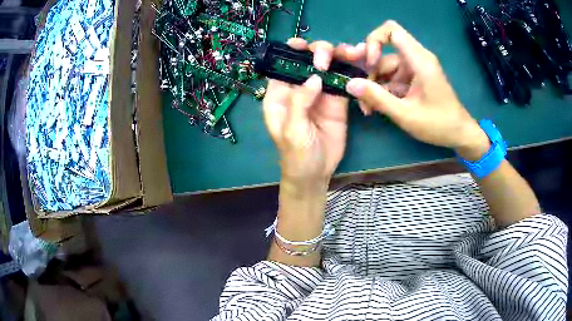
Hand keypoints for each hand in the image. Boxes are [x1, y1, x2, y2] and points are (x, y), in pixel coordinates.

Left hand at [263, 39, 348, 184]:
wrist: (316, 173)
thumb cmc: (296, 154)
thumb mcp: (292, 130)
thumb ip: (299, 102)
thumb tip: (313, 76)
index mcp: (280, 93)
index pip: (283, 64)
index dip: (291, 51)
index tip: (300, 45)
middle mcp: (300, 87)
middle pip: (308, 60)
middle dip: (319, 52)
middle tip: (326, 59)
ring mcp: (321, 92)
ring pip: (329, 65)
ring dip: (339, 55)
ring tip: (352, 52)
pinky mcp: (338, 100)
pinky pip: (344, 80)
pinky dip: (352, 70)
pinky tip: (361, 60)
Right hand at [341, 21, 489, 160]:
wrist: (459, 134)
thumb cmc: (438, 124)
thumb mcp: (405, 114)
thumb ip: (377, 98)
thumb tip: (350, 84)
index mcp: (419, 60)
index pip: (391, 30)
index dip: (374, 40)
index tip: (370, 63)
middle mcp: (416, 58)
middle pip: (384, 53)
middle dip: (371, 73)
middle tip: (363, 96)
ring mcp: (415, 68)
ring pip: (386, 68)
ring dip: (375, 86)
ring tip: (370, 109)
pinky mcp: (415, 78)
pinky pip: (393, 77)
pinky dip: (384, 90)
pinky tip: (379, 107)